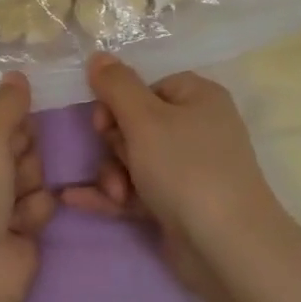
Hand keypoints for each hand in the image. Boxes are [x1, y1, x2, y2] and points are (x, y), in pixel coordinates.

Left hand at [0, 73, 53, 301]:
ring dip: (28, 180)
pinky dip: (33, 210)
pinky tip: (21, 226)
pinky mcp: (9, 228)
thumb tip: (15, 74)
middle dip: (19, 149)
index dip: (1, 115)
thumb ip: (6, 102)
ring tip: (15, 200)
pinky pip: (36, 201)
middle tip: (11, 163)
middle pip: (8, 138)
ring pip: (28, 168)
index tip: (15, 117)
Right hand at [60, 54, 282, 300]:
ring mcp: (189, 170)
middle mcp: (197, 129)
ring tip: (115, 194)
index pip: (147, 87)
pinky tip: (74, 200)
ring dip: (113, 174)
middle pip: (136, 124)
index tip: (103, 124)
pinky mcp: (178, 205)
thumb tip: (98, 55)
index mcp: (198, 97)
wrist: (226, 246)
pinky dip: (111, 194)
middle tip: (118, 164)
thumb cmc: (186, 169)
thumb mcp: (145, 119)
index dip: (118, 104)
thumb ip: (117, 85)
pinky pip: (137, 190)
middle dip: (115, 146)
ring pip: (133, 160)